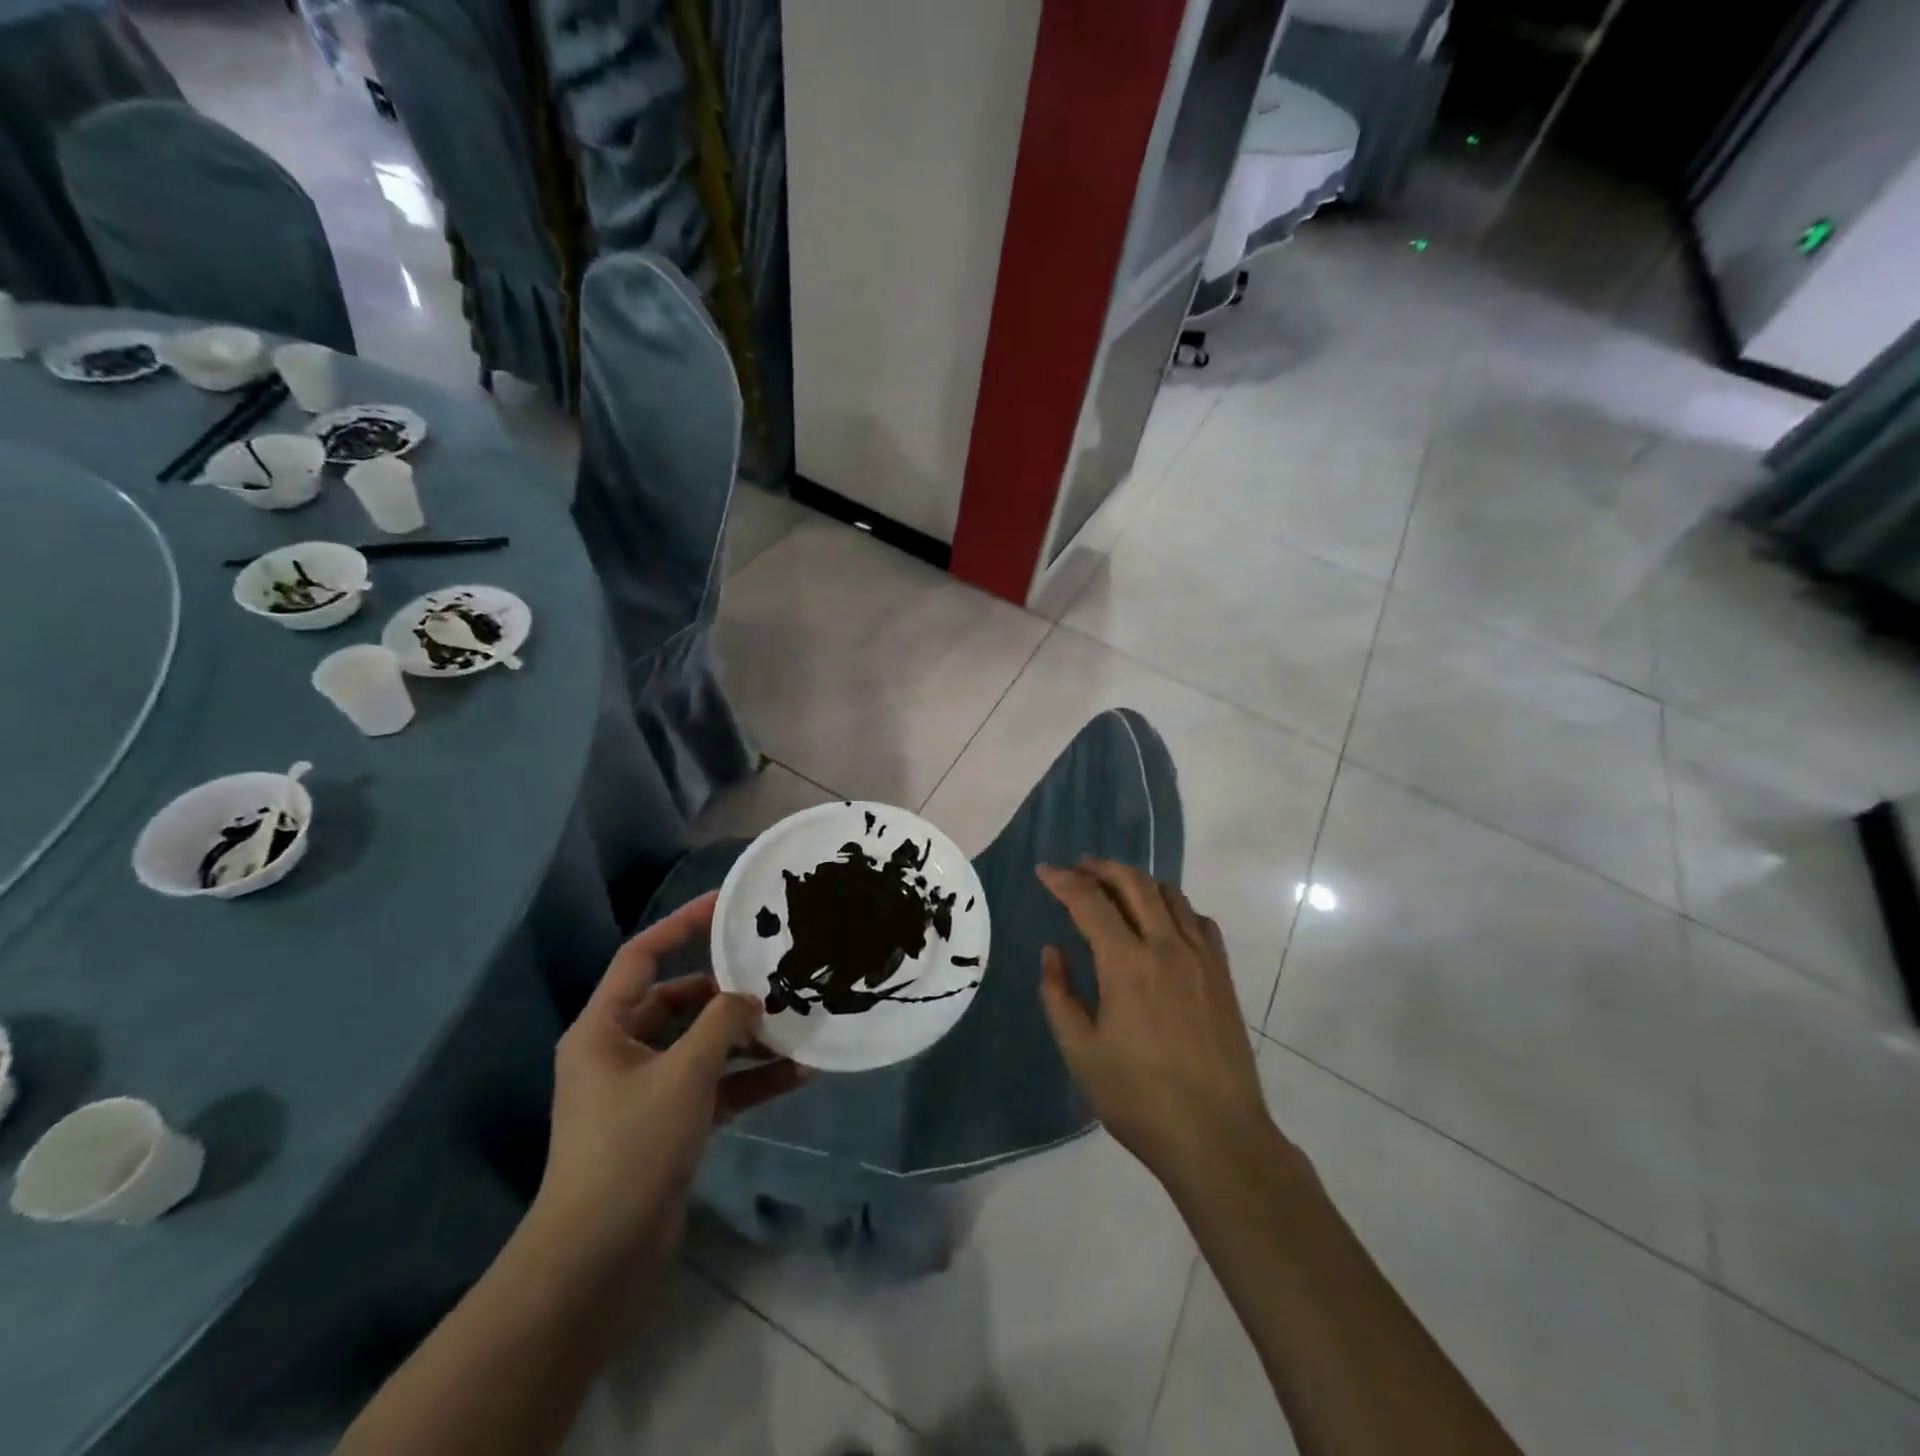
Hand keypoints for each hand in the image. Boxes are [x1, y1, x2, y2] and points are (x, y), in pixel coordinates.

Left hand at [535, 892, 803, 1269]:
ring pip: (702, 1046)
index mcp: (604, 1029)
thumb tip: (750, 1000)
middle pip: (679, 1001)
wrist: (599, 1260)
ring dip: (746, 1038)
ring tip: (797, 1022)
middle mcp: (621, 1052)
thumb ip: (722, 1024)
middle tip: (775, 974)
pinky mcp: (668, 1125)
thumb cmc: (631, 1149)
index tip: (728, 904)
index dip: (682, 924)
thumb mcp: (684, 1075)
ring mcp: (646, 1091)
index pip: (642, 956)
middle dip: (726, 991)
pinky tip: (797, 1073)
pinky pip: (714, 1086)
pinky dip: (749, 1080)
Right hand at [1037, 860, 1276, 1196]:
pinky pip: (1199, 921)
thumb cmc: (1139, 1099)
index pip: (1090, 901)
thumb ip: (1059, 995)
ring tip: (1116, 888)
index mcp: (1126, 964)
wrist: (1217, 1136)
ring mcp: (1200, 958)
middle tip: (1078, 868)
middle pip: (1134, 882)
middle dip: (1101, 867)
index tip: (1044, 871)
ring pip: (1170, 894)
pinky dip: (1175, 907)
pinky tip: (1163, 923)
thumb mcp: (1080, 1052)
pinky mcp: (1222, 975)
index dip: (1063, 880)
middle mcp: (1166, 947)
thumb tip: (1052, 952)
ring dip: (1138, 881)